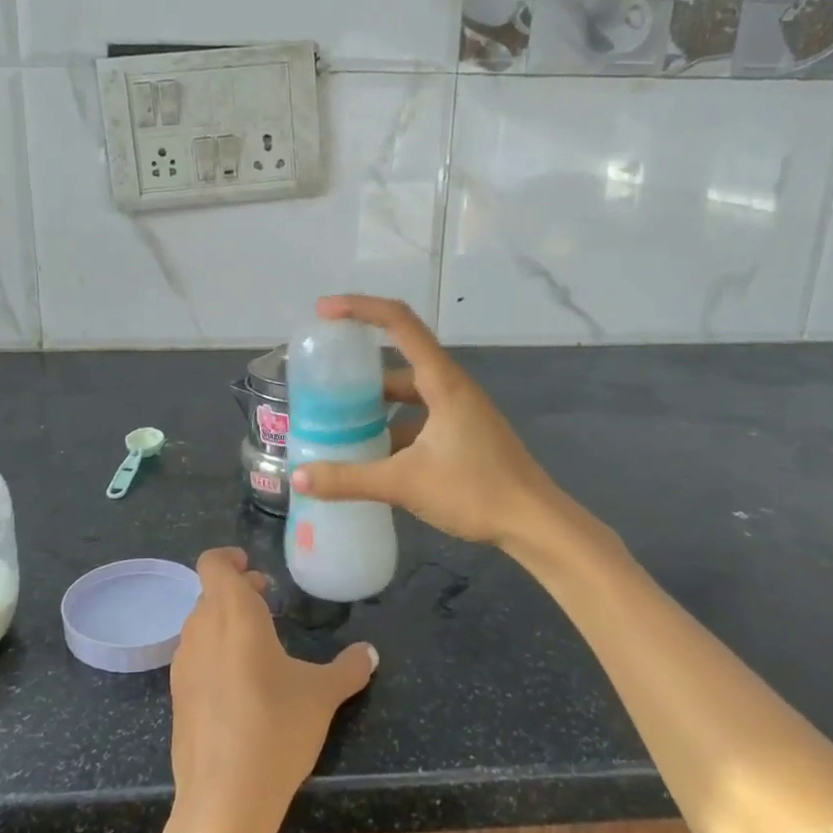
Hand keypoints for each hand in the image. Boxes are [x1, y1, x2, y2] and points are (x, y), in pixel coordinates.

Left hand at [166, 548, 376, 832]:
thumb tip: (370, 653)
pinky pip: (195, 656)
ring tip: (259, 639)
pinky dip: (214, 651)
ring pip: (200, 624)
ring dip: (225, 620)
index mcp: (233, 614)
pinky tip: (241, 682)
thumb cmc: (276, 731)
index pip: (212, 563)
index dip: (229, 558)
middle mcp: (201, 630)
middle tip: (268, 597)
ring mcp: (183, 664)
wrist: (223, 802)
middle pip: (210, 593)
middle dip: (237, 590)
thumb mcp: (322, 697)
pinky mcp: (178, 696)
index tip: (253, 567)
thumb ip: (348, 668)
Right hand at [291, 294, 562, 549]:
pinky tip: (369, 454)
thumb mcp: (405, 483)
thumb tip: (298, 477)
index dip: (360, 308)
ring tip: (335, 420)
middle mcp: (450, 387)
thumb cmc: (475, 491)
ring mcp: (459, 411)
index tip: (324, 312)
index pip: (399, 322)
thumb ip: (349, 480)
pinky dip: (391, 427)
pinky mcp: (462, 434)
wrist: (534, 523)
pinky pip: (417, 418)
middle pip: (398, 360)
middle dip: (359, 368)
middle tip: (321, 380)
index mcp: (442, 381)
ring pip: (407, 394)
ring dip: (374, 403)